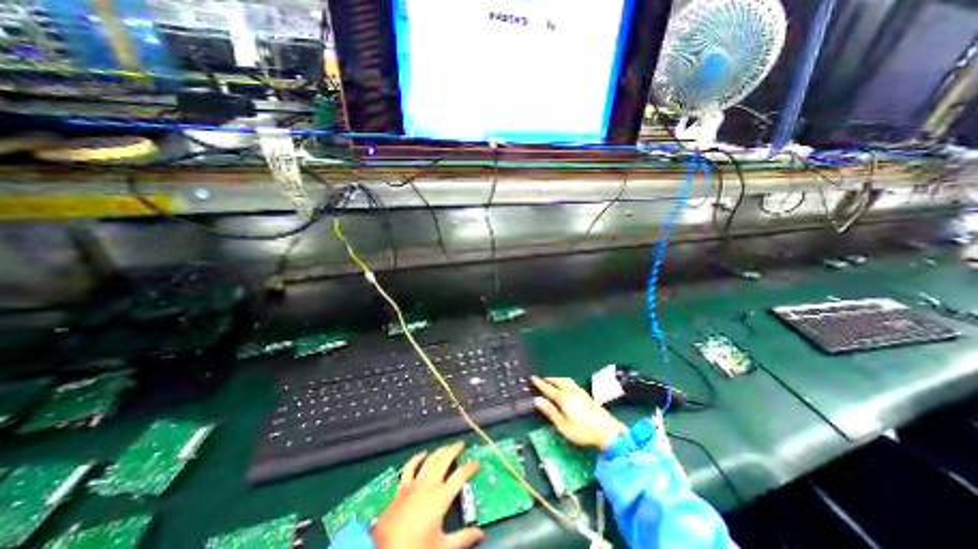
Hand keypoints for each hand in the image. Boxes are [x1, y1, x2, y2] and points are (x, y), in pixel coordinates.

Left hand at [373, 441, 481, 548]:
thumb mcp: (442, 548)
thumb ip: (463, 538)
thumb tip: (481, 535)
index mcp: (441, 497)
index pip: (460, 475)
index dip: (470, 467)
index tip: (477, 463)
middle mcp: (429, 484)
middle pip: (444, 459)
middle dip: (454, 449)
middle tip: (461, 444)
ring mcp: (414, 483)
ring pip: (429, 459)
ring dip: (439, 451)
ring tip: (446, 447)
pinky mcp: (401, 487)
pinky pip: (409, 467)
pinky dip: (417, 458)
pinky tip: (423, 454)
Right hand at [531, 377, 630, 450]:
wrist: (608, 431)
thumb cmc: (582, 431)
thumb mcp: (563, 425)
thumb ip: (550, 411)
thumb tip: (537, 399)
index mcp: (563, 398)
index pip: (548, 388)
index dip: (540, 383)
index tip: (532, 377)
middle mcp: (571, 391)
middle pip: (558, 381)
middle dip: (549, 379)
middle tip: (541, 378)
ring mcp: (580, 392)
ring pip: (566, 380)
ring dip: (557, 378)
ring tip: (552, 380)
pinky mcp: (587, 395)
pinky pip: (572, 383)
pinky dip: (565, 381)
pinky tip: (566, 386)